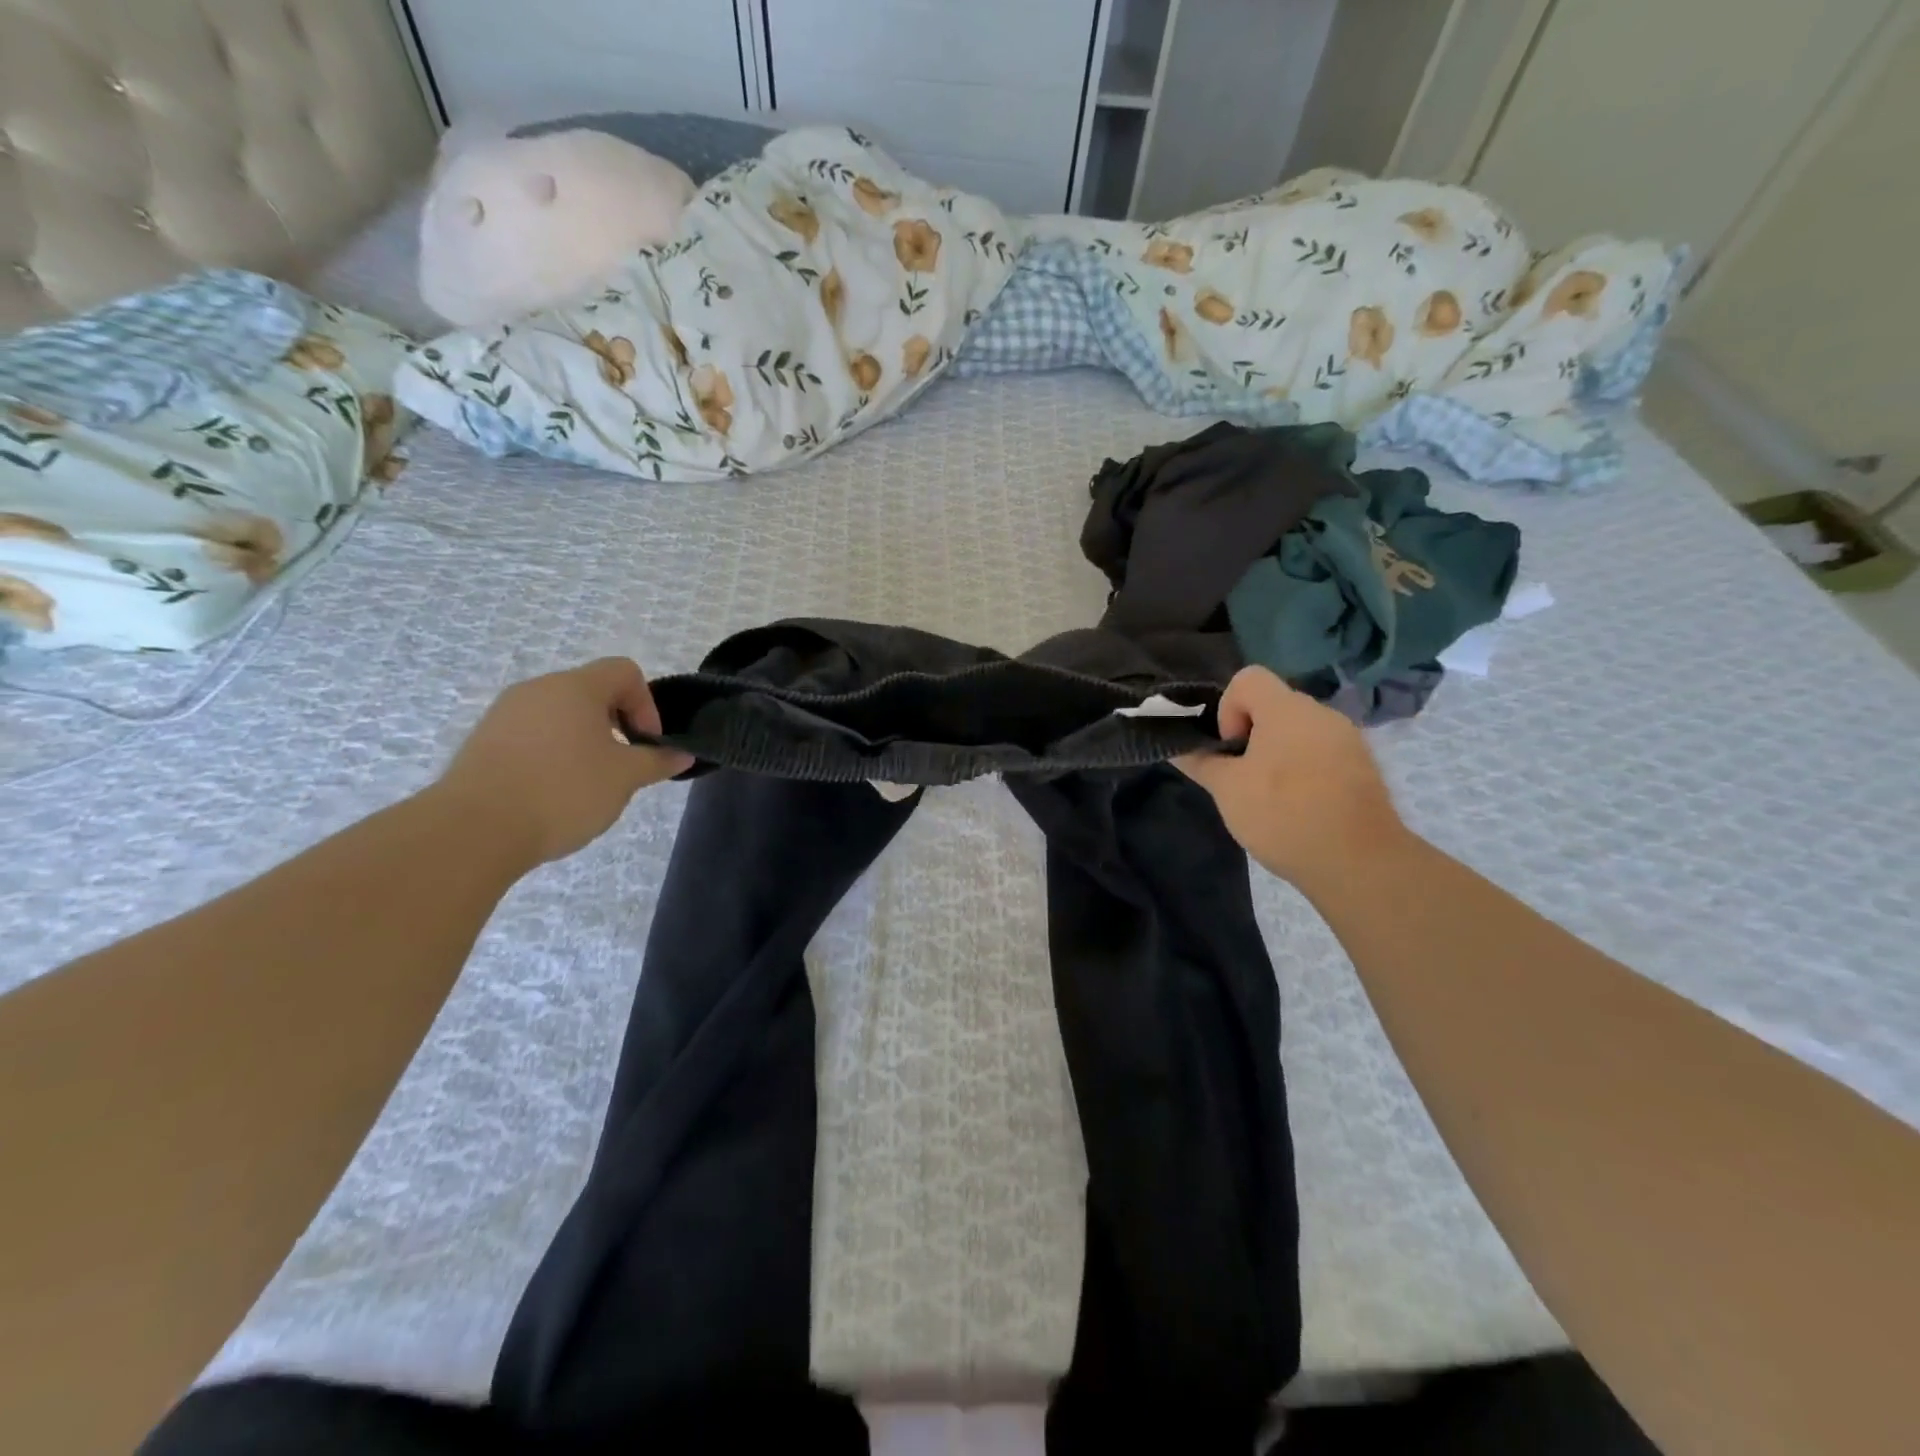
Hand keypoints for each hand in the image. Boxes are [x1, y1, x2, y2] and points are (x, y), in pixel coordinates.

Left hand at [433, 658, 692, 865]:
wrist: (475, 829)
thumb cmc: (564, 790)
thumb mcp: (625, 777)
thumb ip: (657, 761)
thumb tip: (682, 755)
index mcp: (576, 687)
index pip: (624, 671)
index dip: (647, 704)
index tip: (646, 743)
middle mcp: (538, 689)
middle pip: (591, 692)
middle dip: (616, 725)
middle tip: (622, 765)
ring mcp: (504, 714)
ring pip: (559, 715)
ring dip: (583, 741)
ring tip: (587, 784)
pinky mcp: (483, 741)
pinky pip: (531, 736)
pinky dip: (551, 755)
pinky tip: (551, 793)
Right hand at [1178, 666, 1408, 890]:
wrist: (1359, 863)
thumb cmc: (1284, 814)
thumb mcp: (1227, 790)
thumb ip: (1201, 762)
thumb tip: (1176, 747)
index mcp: (1287, 709)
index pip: (1247, 678)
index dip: (1228, 709)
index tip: (1230, 749)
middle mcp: (1321, 713)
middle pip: (1273, 706)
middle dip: (1250, 736)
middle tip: (1242, 778)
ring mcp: (1348, 740)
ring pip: (1298, 732)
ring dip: (1277, 755)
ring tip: (1270, 798)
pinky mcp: (1363, 768)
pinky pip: (1322, 754)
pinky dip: (1304, 771)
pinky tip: (1300, 808)